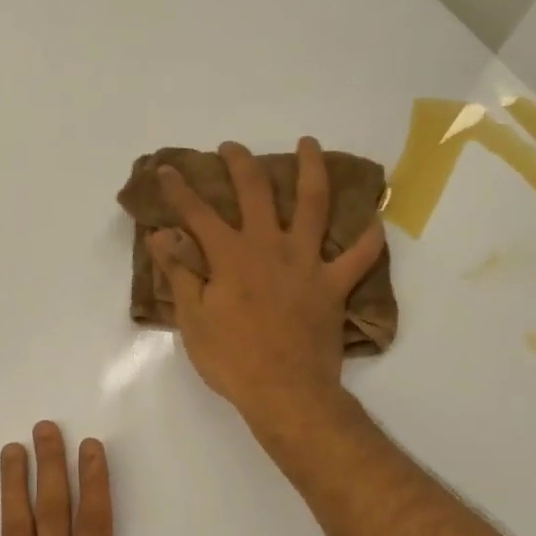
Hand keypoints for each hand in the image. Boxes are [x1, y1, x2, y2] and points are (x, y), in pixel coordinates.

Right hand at [150, 138, 384, 432]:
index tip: (166, 169)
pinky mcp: (334, 285)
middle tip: (233, 148)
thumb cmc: (231, 359)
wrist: (284, 390)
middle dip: (241, 164)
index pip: (198, 213)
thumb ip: (179, 272)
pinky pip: (359, 257)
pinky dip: (369, 239)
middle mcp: (269, 247)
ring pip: (314, 204)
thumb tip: (160, 235)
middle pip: (256, 192)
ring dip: (311, 170)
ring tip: (309, 144)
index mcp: (230, 256)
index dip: (179, 189)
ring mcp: (306, 262)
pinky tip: (375, 221)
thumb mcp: (192, 319)